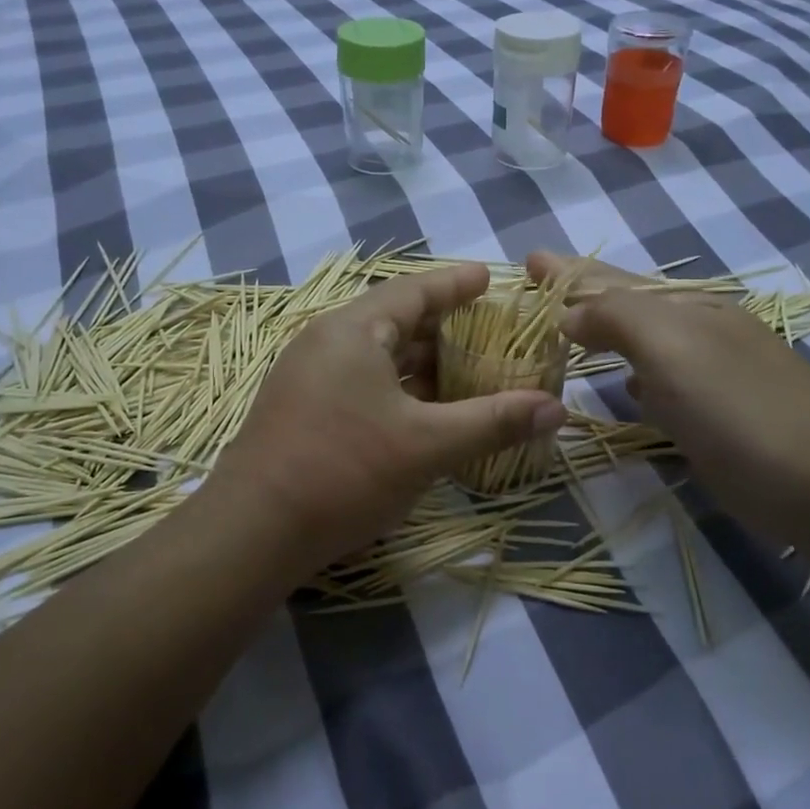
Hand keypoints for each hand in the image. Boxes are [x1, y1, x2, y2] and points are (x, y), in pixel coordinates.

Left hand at [211, 263, 565, 575]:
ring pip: (377, 355)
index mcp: (352, 330)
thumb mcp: (427, 445)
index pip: (414, 291)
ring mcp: (308, 376)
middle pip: (394, 320)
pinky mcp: (302, 409)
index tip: (489, 277)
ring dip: (421, 361)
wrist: (253, 531)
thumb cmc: (344, 471)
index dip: (455, 284)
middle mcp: (326, 342)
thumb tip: (556, 407)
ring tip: (466, 370)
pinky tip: (424, 411)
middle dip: (443, 325)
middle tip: (488, 330)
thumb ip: (493, 421)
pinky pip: (361, 381)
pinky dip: (398, 387)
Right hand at [528, 251, 809, 493]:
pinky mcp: (710, 420)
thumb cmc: (739, 407)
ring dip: (603, 333)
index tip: (530, 259)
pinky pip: (657, 385)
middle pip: (627, 305)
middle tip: (541, 279)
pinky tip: (625, 386)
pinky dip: (632, 378)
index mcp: (688, 308)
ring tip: (569, 328)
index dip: (571, 270)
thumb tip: (568, 313)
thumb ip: (616, 317)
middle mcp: (697, 333)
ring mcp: (707, 377)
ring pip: (640, 344)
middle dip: (583, 292)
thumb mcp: (674, 347)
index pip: (613, 280)